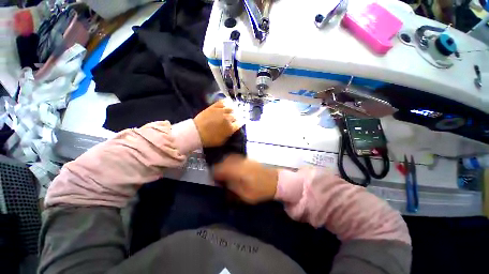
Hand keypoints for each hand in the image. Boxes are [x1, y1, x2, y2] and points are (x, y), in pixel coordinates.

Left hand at [194, 100, 240, 146]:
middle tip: (236, 117)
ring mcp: (221, 111)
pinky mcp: (214, 107)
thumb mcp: (222, 141)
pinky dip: (226, 102)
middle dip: (237, 117)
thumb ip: (229, 135)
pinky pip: (222, 102)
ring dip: (233, 110)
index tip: (240, 122)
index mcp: (230, 128)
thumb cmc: (209, 139)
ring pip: (231, 108)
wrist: (196, 132)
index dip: (241, 123)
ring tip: (233, 110)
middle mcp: (228, 118)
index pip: (240, 123)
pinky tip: (228, 102)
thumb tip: (233, 130)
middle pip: (236, 115)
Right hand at [213, 155, 278, 203]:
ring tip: (223, 173)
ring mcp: (245, 159)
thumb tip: (222, 183)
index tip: (212, 179)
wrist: (275, 181)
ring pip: (230, 157)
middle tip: (217, 176)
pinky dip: (231, 162)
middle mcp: (241, 162)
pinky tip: (232, 169)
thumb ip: (231, 188)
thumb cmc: (261, 190)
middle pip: (224, 160)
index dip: (214, 173)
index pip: (221, 168)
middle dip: (218, 167)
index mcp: (239, 171)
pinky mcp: (249, 158)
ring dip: (224, 164)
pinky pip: (236, 158)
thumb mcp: (245, 195)